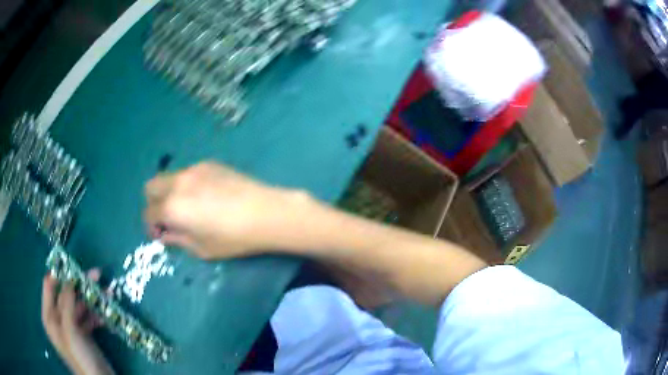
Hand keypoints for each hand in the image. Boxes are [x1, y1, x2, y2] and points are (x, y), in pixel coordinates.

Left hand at [42, 270, 114, 374]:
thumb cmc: (80, 356)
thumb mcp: (70, 330)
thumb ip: (67, 303)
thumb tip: (69, 277)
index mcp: (49, 317)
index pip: (49, 286)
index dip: (59, 274)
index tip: (73, 265)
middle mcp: (58, 319)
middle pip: (66, 295)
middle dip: (80, 286)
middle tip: (97, 275)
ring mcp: (71, 328)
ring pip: (79, 306)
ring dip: (91, 299)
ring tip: (106, 293)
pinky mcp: (84, 335)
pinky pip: (87, 318)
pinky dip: (96, 313)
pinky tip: (106, 313)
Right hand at [144, 162, 318, 259]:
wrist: (266, 212)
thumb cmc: (233, 238)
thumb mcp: (201, 248)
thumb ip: (177, 239)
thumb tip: (165, 234)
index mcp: (171, 207)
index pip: (148, 213)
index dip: (151, 227)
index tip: (161, 234)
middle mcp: (177, 183)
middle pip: (151, 187)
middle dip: (154, 203)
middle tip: (168, 217)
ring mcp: (193, 169)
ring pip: (169, 177)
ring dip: (170, 192)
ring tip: (188, 206)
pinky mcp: (209, 163)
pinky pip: (188, 173)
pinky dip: (187, 184)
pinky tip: (206, 196)